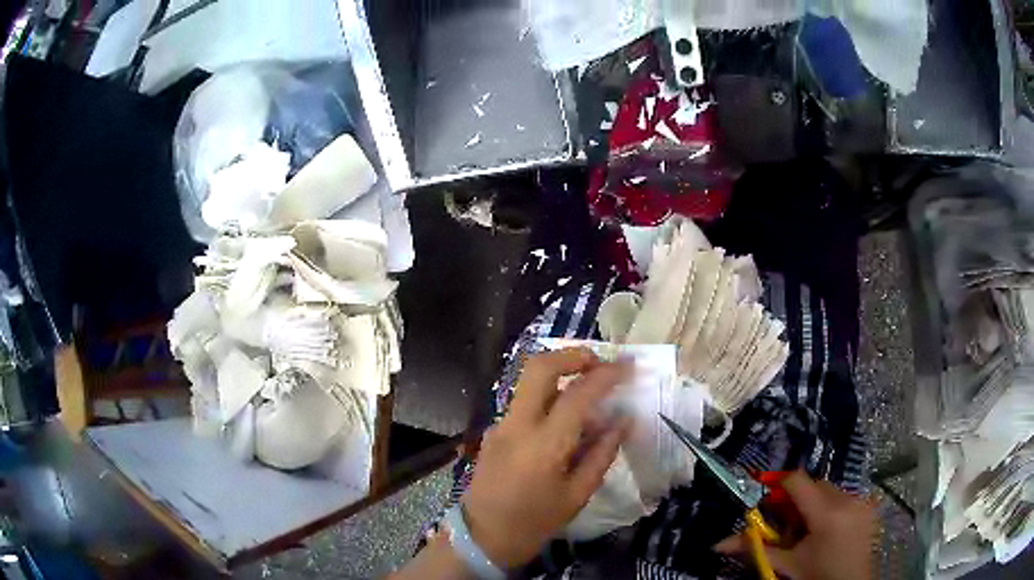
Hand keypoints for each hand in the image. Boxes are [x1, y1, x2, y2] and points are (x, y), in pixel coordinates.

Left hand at [461, 348, 631, 568]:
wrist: (482, 538)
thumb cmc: (535, 523)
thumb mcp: (577, 495)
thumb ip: (601, 453)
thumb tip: (623, 420)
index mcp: (543, 445)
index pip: (578, 395)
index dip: (606, 374)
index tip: (629, 365)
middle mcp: (517, 425)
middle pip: (539, 367)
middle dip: (572, 355)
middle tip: (599, 363)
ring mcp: (500, 425)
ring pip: (528, 380)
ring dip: (560, 372)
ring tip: (588, 386)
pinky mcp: (494, 431)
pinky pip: (524, 401)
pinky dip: (548, 395)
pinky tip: (566, 416)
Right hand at [716, 471, 876, 579]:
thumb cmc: (817, 577)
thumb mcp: (786, 565)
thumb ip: (756, 550)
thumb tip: (717, 544)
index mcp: (827, 514)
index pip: (798, 482)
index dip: (779, 485)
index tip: (765, 498)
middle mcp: (847, 500)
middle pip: (814, 485)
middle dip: (796, 499)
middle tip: (785, 525)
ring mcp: (861, 501)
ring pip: (829, 490)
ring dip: (813, 503)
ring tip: (806, 532)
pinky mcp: (868, 506)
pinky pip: (843, 496)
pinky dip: (829, 508)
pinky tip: (825, 531)